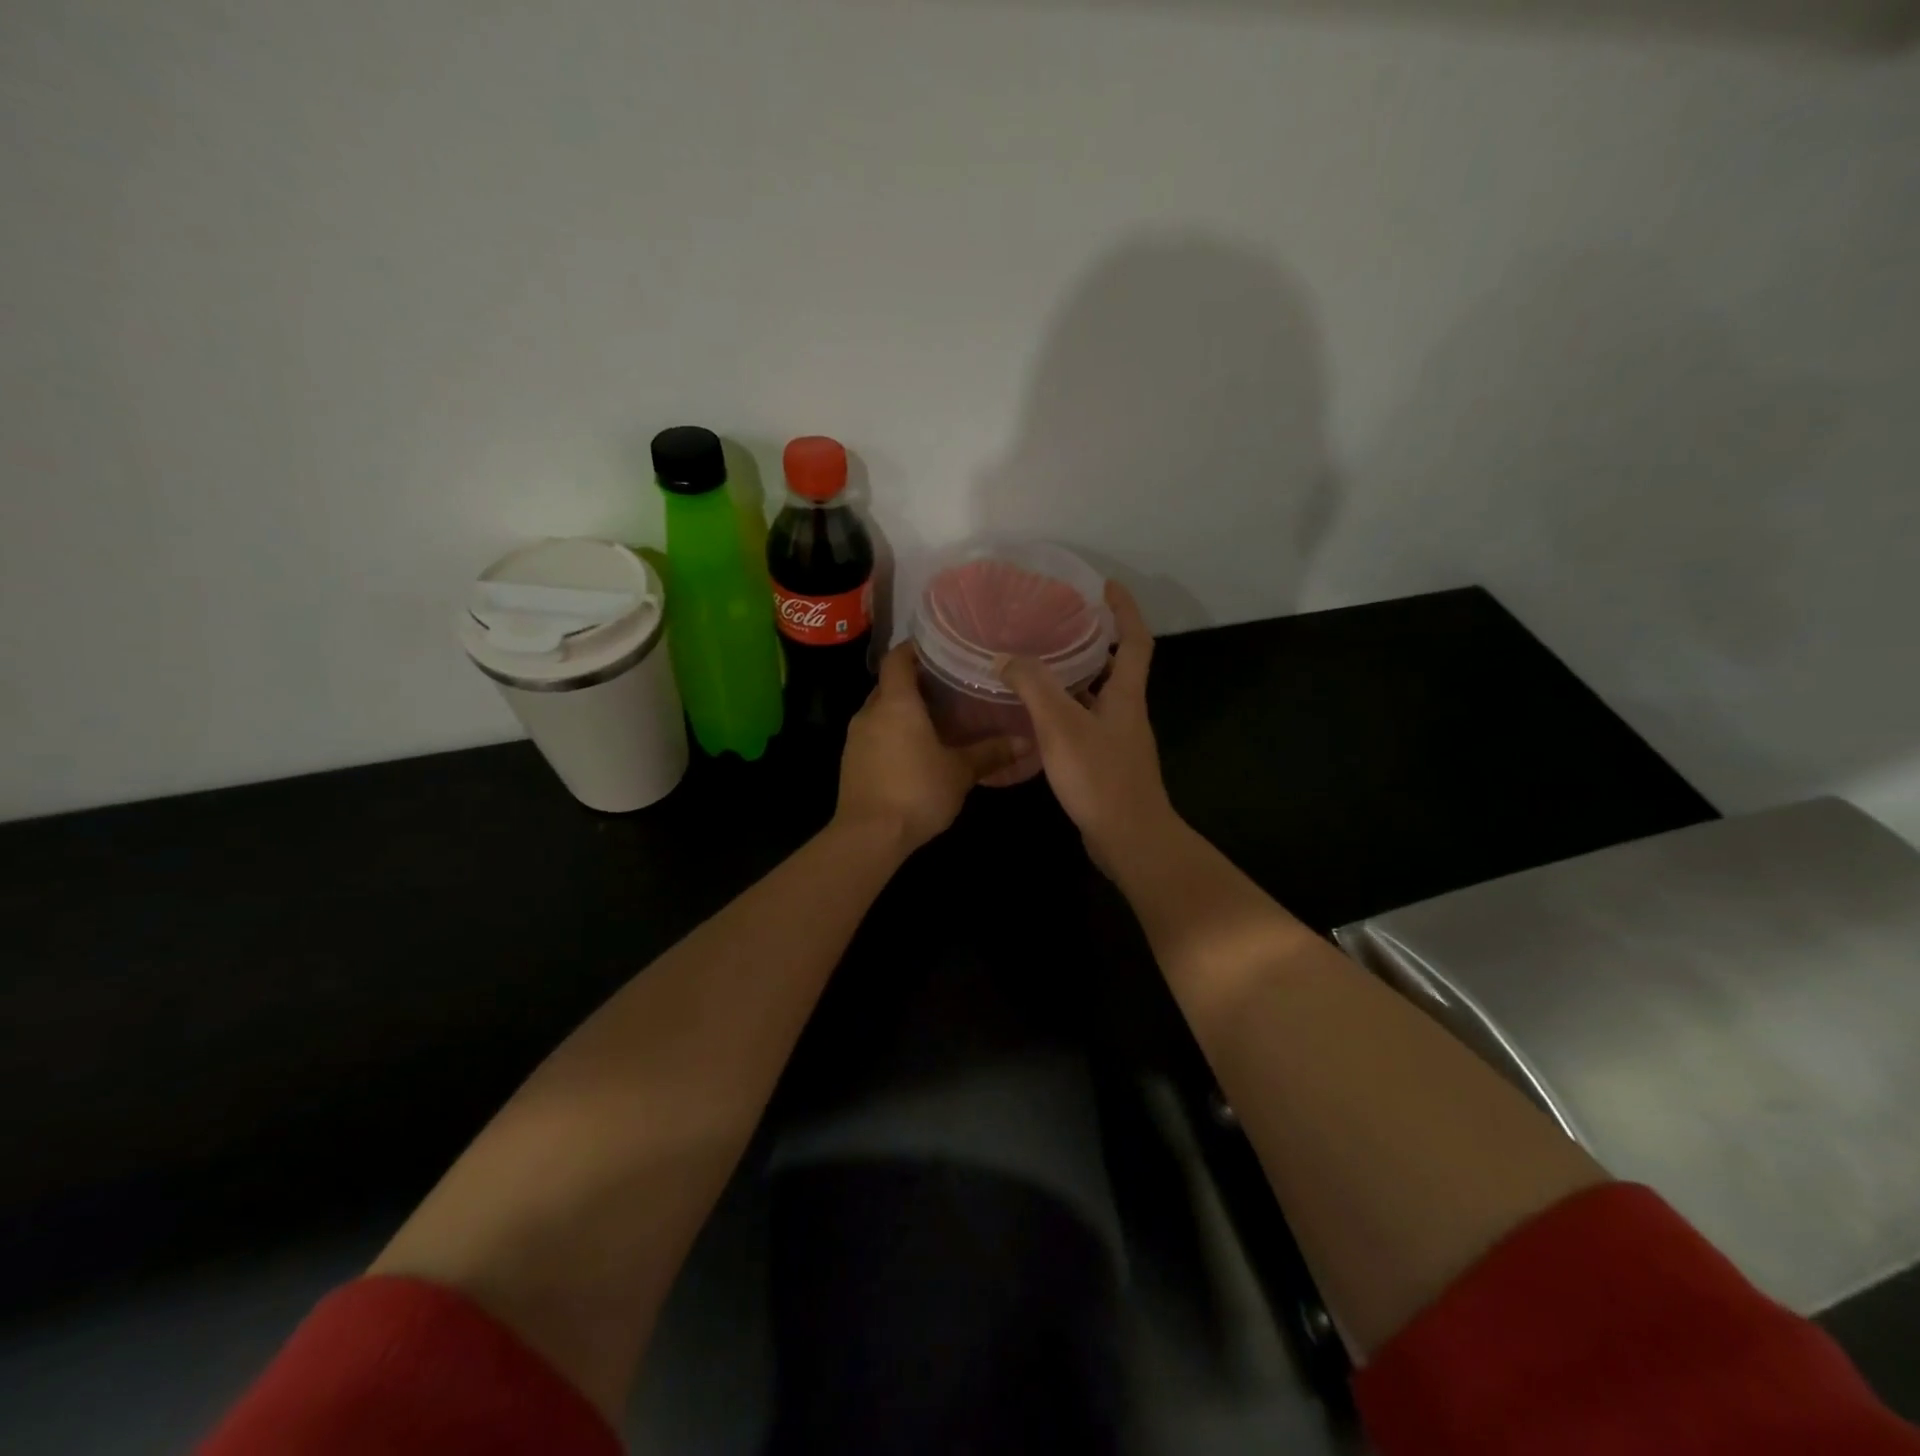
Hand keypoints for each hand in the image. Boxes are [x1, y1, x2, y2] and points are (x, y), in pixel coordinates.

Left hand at [836, 642, 1023, 853]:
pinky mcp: (850, 762)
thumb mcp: (960, 772)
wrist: (869, 835)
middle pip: (890, 685)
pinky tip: (914, 751)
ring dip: (902, 712)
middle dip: (914, 683)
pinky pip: (873, 735)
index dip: (915, 649)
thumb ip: (990, 753)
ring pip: (880, 712)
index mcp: (896, 703)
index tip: (938, 649)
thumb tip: (1025, 742)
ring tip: (935, 720)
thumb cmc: (917, 791)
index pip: (898, 659)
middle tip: (947, 687)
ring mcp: (855, 738)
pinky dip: (891, 734)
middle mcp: (870, 712)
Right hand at [997, 581, 1178, 875]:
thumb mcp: (1061, 726)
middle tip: (1058, 625)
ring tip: (1038, 666)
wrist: (1129, 839)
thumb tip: (1006, 657)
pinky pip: (1086, 724)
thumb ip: (1034, 688)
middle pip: (1117, 667)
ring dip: (1075, 679)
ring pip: (1098, 697)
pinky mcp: (1107, 764)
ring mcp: (1119, 740)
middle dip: (1094, 642)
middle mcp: (1127, 712)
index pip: (1135, 640)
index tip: (1105, 586)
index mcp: (1126, 695)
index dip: (1125, 610)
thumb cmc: (1100, 777)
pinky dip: (1065, 713)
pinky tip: (1036, 720)